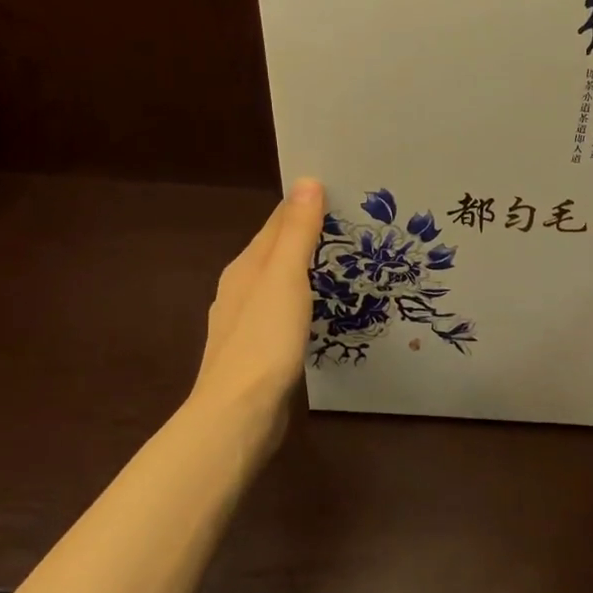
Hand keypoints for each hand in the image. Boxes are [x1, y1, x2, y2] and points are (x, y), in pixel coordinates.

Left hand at [190, 178, 325, 453]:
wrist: (239, 412)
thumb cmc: (265, 340)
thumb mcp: (285, 278)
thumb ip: (296, 232)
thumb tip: (307, 181)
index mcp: (245, 268)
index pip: (276, 224)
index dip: (304, 207)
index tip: (341, 195)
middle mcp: (240, 290)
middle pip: (276, 253)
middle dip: (307, 238)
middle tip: (352, 229)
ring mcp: (246, 324)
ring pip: (279, 286)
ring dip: (305, 273)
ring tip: (342, 266)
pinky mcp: (257, 354)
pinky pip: (283, 315)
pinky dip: (302, 305)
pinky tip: (318, 314)